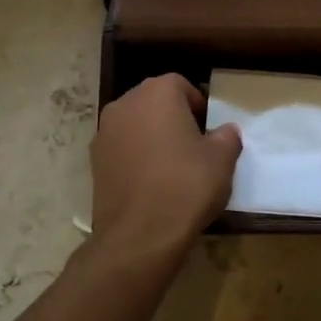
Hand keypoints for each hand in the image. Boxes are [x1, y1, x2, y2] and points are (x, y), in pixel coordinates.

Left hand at [90, 74, 241, 256]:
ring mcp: (104, 132)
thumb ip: (227, 136)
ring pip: (136, 125)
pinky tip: (152, 182)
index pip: (181, 85)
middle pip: (154, 101)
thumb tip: (224, 131)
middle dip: (174, 117)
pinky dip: (137, 157)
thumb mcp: (222, 159)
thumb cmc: (186, 186)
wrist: (140, 235)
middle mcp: (125, 103)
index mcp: (157, 93)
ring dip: (153, 136)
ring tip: (172, 166)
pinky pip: (122, 148)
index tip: (209, 130)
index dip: (198, 105)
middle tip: (194, 145)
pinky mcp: (94, 161)